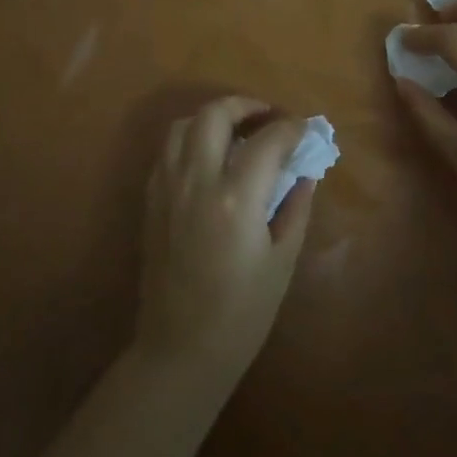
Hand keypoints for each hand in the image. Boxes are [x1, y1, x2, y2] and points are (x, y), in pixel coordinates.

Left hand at [132, 97, 315, 396]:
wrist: (180, 350)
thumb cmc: (241, 313)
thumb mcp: (281, 261)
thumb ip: (295, 207)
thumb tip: (305, 172)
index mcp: (235, 198)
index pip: (268, 140)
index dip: (291, 128)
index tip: (304, 130)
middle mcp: (196, 180)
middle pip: (216, 114)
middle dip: (246, 106)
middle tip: (268, 118)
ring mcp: (167, 187)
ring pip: (184, 125)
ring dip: (213, 118)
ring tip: (236, 133)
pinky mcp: (151, 199)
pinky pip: (168, 151)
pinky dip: (190, 140)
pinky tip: (209, 160)